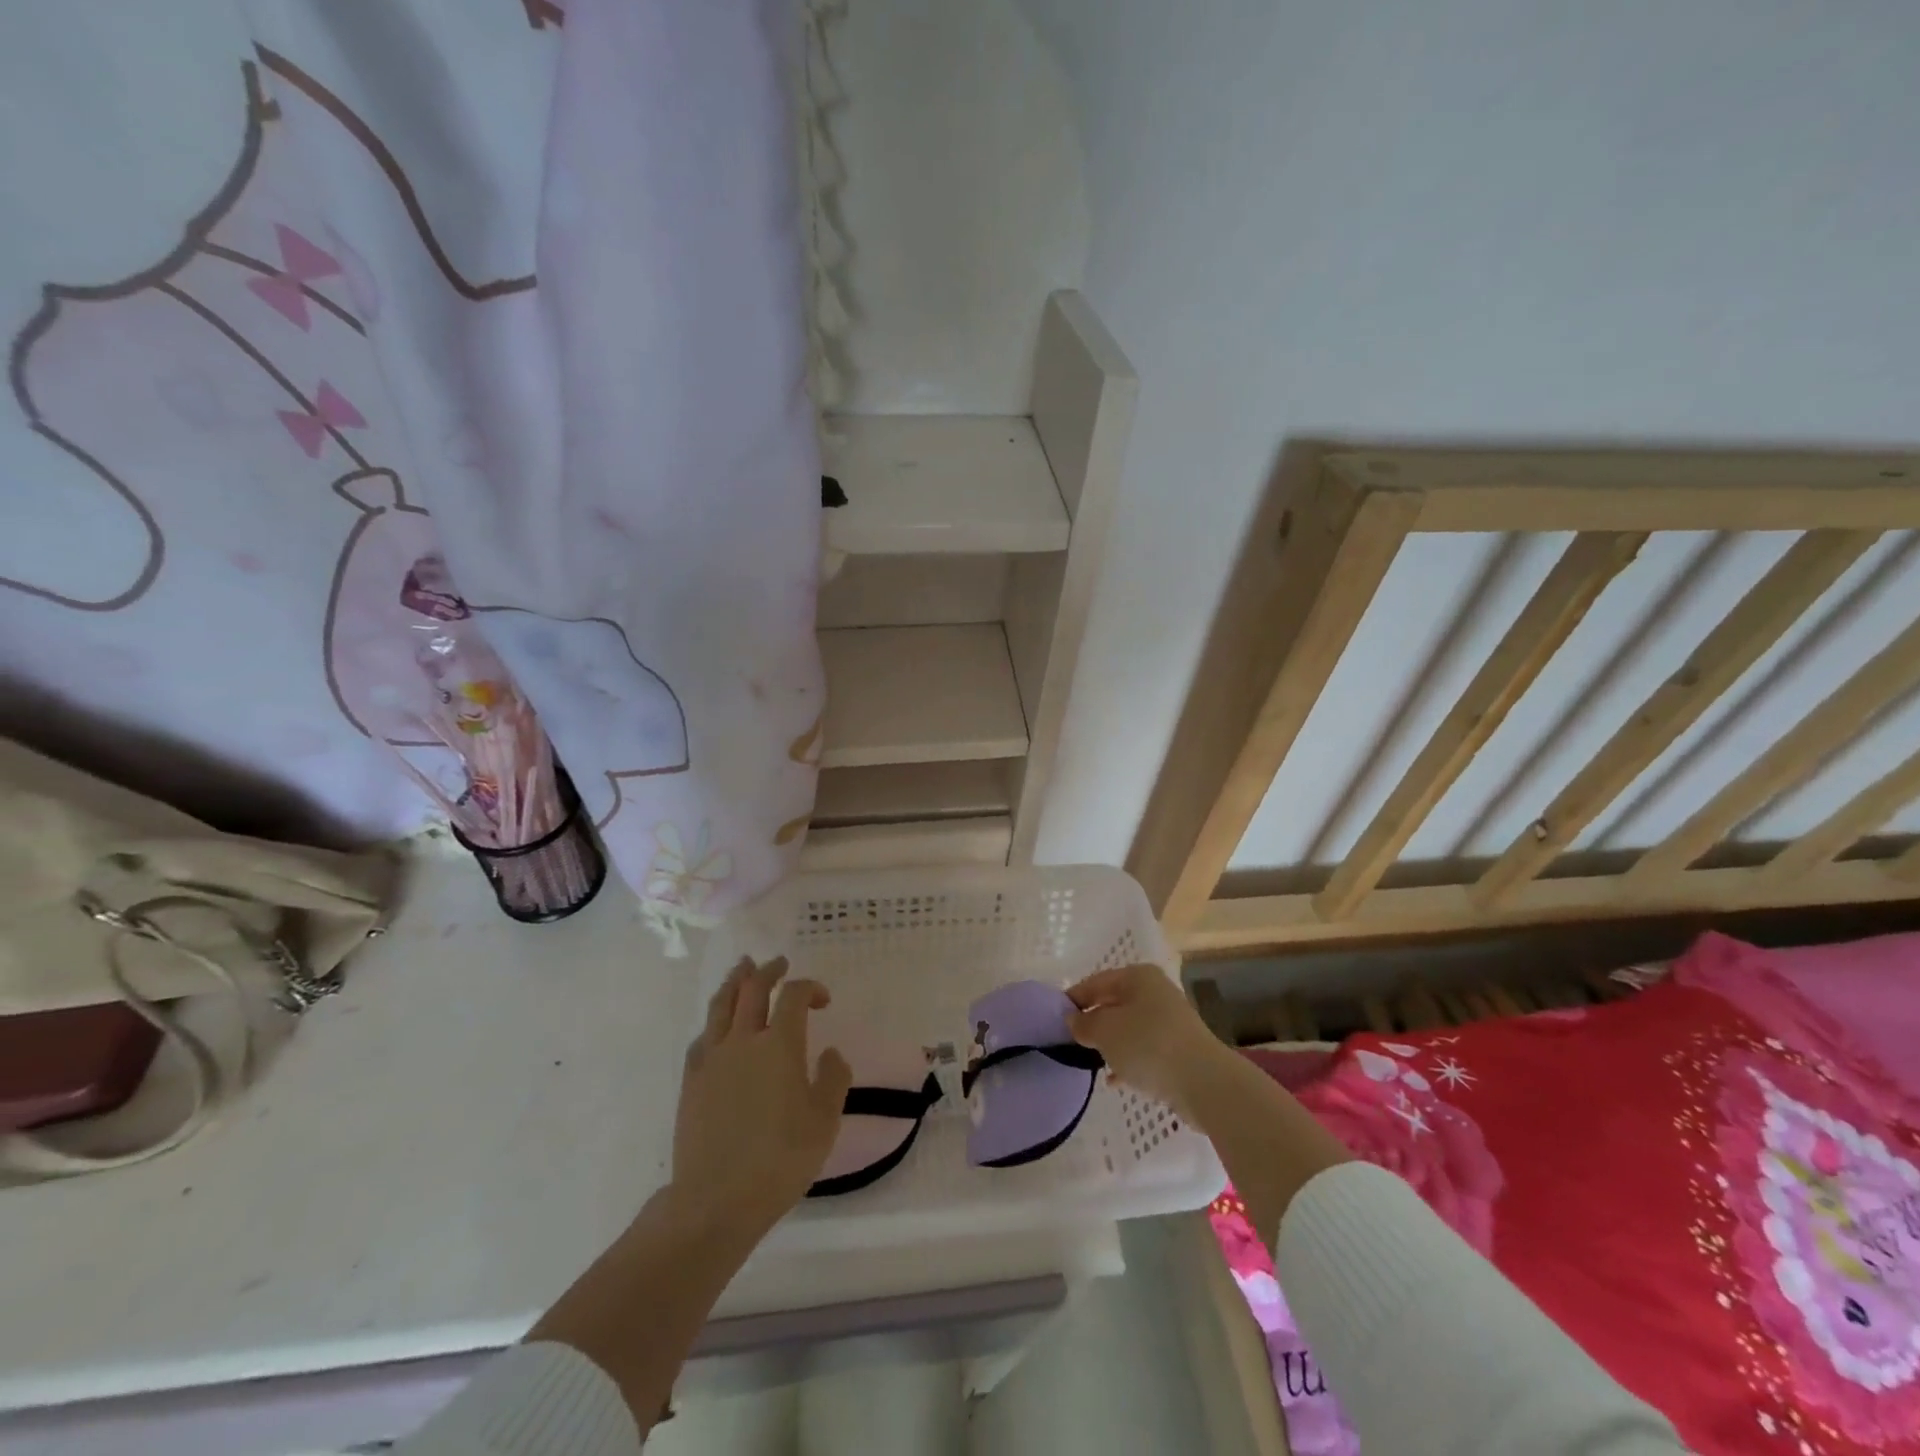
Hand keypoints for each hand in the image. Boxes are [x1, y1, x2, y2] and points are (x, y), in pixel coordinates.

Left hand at [671, 956, 851, 1243]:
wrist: (715, 1200)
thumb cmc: (780, 1160)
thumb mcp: (824, 1121)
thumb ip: (833, 1079)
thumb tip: (830, 1053)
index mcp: (779, 1044)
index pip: (793, 995)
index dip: (810, 988)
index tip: (822, 1000)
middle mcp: (743, 1040)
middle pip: (752, 988)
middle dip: (769, 970)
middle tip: (779, 963)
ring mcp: (712, 1058)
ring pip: (721, 1004)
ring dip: (736, 981)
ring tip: (743, 969)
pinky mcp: (691, 1081)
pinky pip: (703, 1035)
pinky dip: (715, 1020)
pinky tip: (719, 1025)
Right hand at [1066, 963, 1227, 1114]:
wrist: (1203, 1082)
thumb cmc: (1148, 1045)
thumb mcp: (1105, 1031)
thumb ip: (1084, 1024)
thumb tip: (1074, 1021)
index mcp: (1137, 977)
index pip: (1095, 982)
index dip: (1073, 999)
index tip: (1055, 1019)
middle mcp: (1155, 992)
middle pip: (1114, 1004)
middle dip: (1093, 1023)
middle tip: (1071, 1041)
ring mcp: (1170, 1021)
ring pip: (1129, 1028)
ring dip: (1110, 1044)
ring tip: (1091, 1061)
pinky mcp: (1178, 1049)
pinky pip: (1144, 1050)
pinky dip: (1128, 1060)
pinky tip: (1115, 1079)